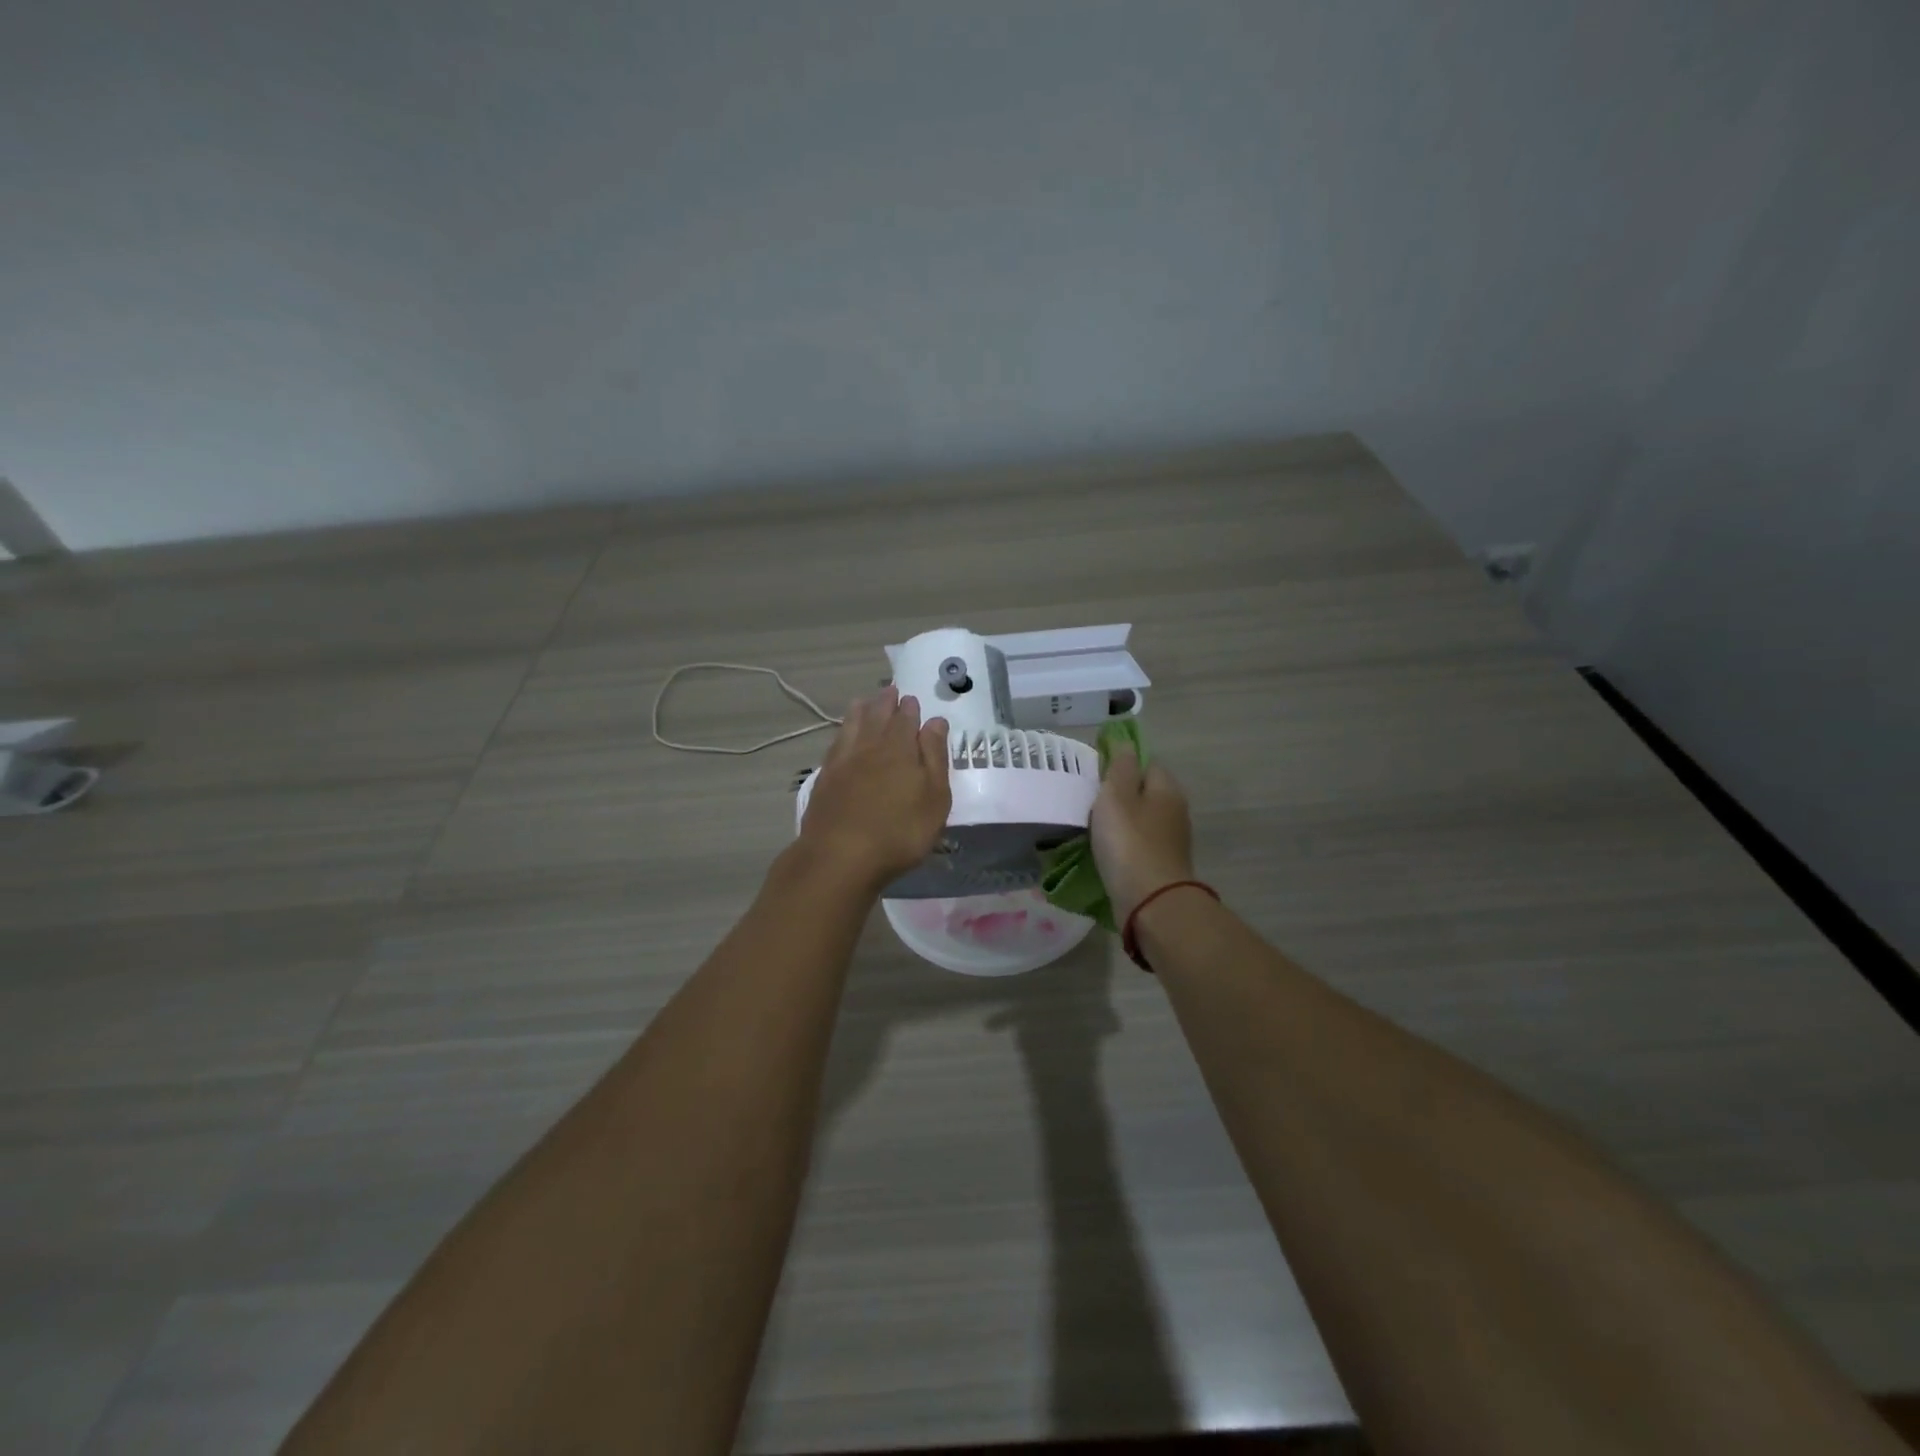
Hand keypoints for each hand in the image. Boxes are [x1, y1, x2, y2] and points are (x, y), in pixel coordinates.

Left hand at [796, 686, 951, 893]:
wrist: (840, 856)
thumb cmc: (900, 831)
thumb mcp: (934, 797)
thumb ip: (935, 757)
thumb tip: (935, 721)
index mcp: (899, 748)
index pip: (905, 719)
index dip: (910, 708)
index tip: (911, 699)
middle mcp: (869, 747)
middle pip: (877, 716)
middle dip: (884, 702)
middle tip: (889, 691)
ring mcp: (842, 762)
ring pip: (851, 726)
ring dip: (859, 711)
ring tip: (862, 702)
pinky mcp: (824, 780)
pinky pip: (835, 744)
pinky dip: (842, 733)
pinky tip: (842, 737)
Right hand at [1089, 746, 1195, 925]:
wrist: (1151, 902)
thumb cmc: (1129, 842)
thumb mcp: (1116, 795)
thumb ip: (1119, 766)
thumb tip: (1124, 742)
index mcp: (1167, 788)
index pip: (1145, 762)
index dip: (1120, 764)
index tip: (1094, 774)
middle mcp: (1175, 810)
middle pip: (1144, 792)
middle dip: (1119, 795)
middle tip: (1088, 801)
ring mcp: (1171, 840)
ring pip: (1140, 819)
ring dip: (1119, 822)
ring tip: (1091, 827)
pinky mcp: (1161, 865)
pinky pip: (1138, 844)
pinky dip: (1122, 845)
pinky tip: (1104, 852)